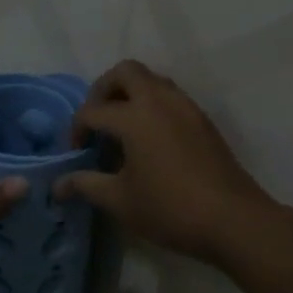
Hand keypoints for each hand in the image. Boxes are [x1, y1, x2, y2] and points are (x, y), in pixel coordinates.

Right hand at [54, 60, 276, 265]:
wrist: (233, 220)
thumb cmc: (170, 209)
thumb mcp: (120, 200)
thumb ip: (86, 185)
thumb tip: (58, 185)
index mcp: (135, 116)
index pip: (92, 111)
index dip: (76, 130)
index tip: (75, 155)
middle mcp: (160, 100)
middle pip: (125, 72)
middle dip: (103, 90)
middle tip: (97, 121)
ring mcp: (186, 107)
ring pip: (152, 80)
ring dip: (130, 94)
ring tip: (121, 129)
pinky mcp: (203, 120)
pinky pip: (170, 97)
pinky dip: (152, 106)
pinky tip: (149, 140)